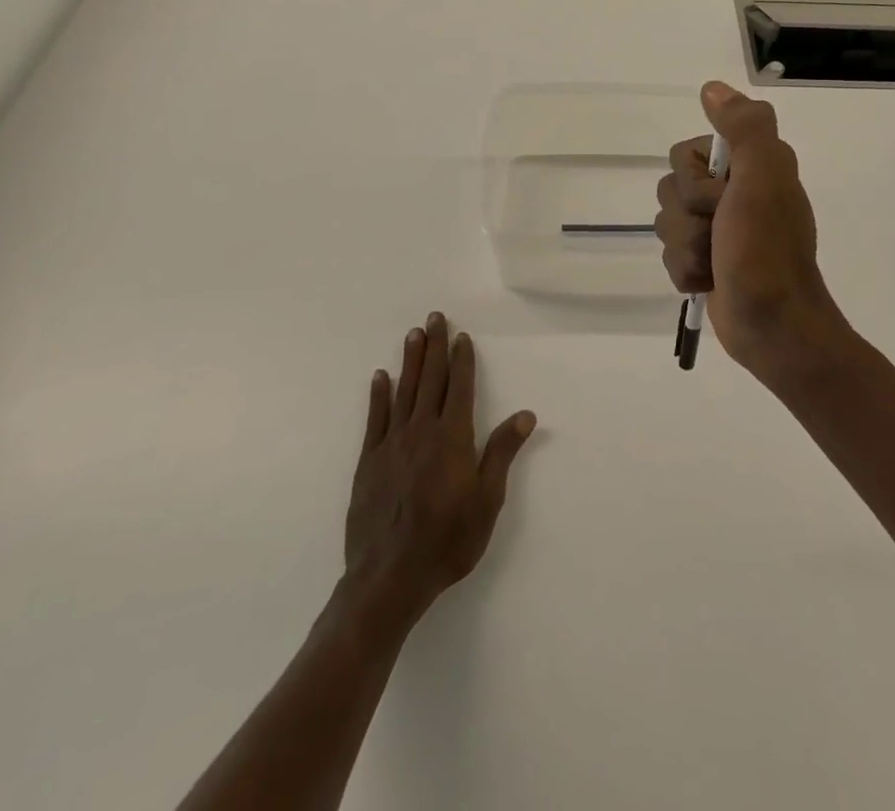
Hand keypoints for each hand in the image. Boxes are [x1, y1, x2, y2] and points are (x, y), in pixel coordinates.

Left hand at [343, 312, 536, 625]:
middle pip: (430, 380)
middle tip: (434, 317)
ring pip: (403, 391)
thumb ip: (502, 453)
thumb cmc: (447, 540)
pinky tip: (380, 377)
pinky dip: (378, 395)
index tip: (462, 336)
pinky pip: (375, 419)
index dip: (462, 360)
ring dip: (410, 361)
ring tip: (412, 334)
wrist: (389, 578)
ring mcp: (392, 444)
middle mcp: (421, 431)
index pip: (459, 387)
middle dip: (435, 346)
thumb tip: (525, 415)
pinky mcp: (369, 462)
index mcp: (452, 438)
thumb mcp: (487, 500)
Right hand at [654, 81, 849, 380]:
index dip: (695, 180)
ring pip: (666, 223)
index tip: (724, 199)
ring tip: (717, 263)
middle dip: (688, 218)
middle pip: (670, 188)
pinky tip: (710, 282)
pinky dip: (686, 271)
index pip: (685, 153)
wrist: (773, 327)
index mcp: (750, 165)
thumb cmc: (766, 252)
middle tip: (721, 234)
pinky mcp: (707, 259)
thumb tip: (712, 88)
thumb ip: (745, 129)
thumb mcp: (763, 179)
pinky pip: (670, 254)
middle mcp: (734, 190)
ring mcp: (718, 227)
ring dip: (687, 248)